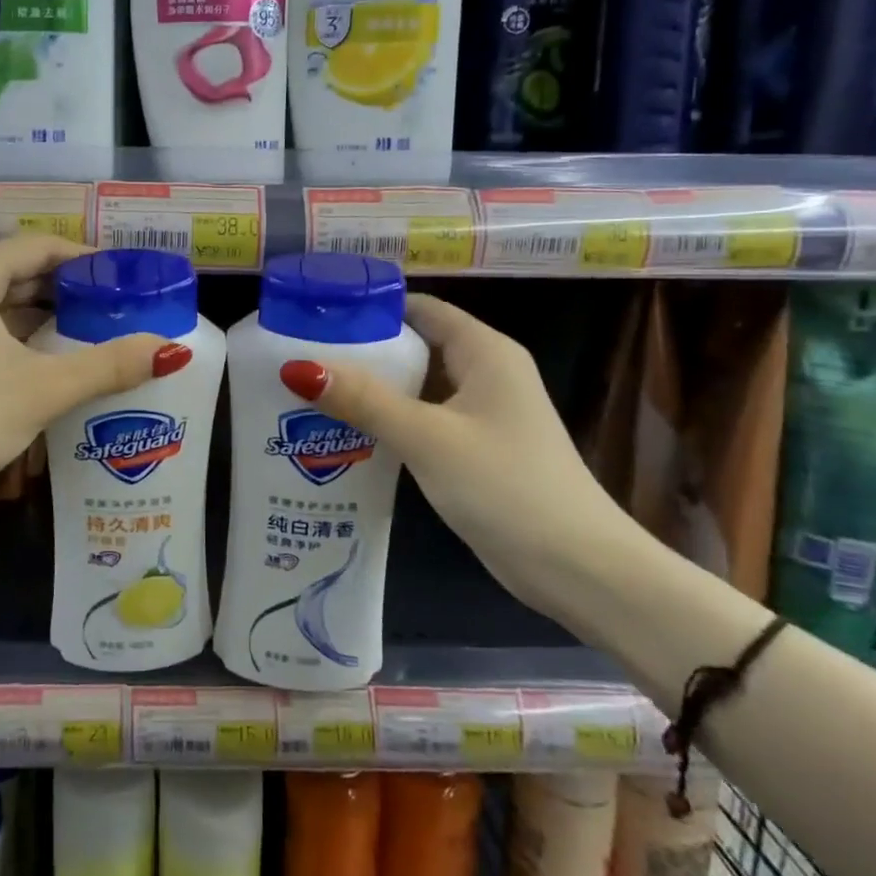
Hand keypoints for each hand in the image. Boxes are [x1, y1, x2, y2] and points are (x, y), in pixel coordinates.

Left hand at [0, 235, 191, 515]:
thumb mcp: (41, 389)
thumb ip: (107, 366)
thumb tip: (171, 350)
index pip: (41, 246)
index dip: (87, 258)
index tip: (128, 279)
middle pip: (25, 272)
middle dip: (75, 289)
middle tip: (124, 308)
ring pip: (10, 305)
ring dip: (53, 316)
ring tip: (103, 333)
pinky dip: (30, 339)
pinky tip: (61, 361)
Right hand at [279, 294, 639, 619]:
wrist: (578, 567)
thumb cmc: (505, 486)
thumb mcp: (427, 437)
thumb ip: (364, 400)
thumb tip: (298, 367)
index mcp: (485, 352)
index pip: (420, 309)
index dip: (371, 308)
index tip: (318, 316)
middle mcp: (486, 373)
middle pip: (416, 345)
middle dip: (363, 350)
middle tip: (302, 357)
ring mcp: (483, 414)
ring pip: (418, 386)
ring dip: (373, 389)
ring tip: (311, 391)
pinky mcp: (476, 449)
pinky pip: (425, 419)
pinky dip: (390, 420)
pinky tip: (348, 433)